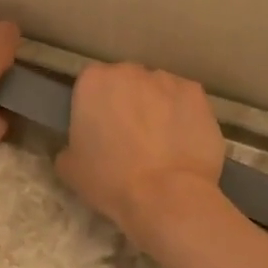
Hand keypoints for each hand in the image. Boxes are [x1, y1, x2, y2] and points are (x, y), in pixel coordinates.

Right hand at [55, 63, 226, 249]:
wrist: (166, 196)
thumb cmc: (110, 181)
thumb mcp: (70, 168)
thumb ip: (71, 144)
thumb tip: (80, 145)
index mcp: (94, 82)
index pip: (91, 84)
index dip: (96, 107)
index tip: (100, 129)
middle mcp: (130, 71)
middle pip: (127, 81)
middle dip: (128, 102)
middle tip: (130, 135)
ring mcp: (168, 80)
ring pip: (158, 89)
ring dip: (157, 107)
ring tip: (161, 141)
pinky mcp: (197, 95)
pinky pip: (185, 101)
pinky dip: (183, 115)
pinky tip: (183, 142)